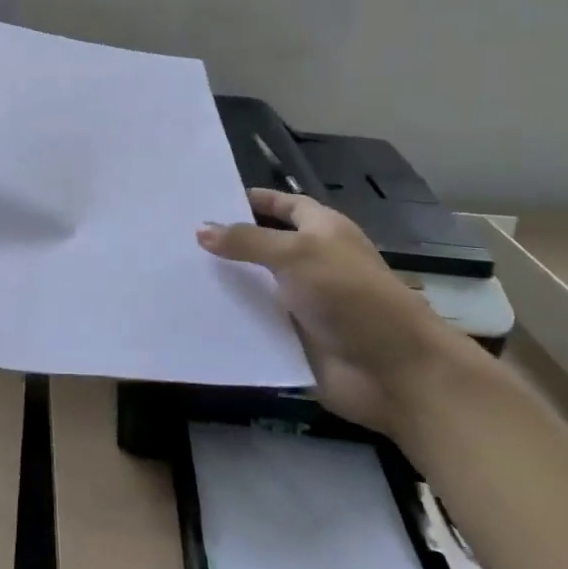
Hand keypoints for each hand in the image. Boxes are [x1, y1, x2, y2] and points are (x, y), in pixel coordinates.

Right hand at [198, 188, 463, 435]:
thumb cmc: (349, 294)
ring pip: (255, 286)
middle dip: (227, 242)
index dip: (253, 199)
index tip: (209, 198)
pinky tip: (193, 312)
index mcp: (322, 230)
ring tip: (175, 272)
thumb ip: (247, 240)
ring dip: (224, 283)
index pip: (283, 205)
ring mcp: (302, 302)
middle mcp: (311, 262)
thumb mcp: (296, 254)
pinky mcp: (293, 339)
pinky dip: (230, 320)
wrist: (393, 370)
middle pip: (263, 246)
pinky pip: (255, 324)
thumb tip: (201, 229)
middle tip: (178, 235)